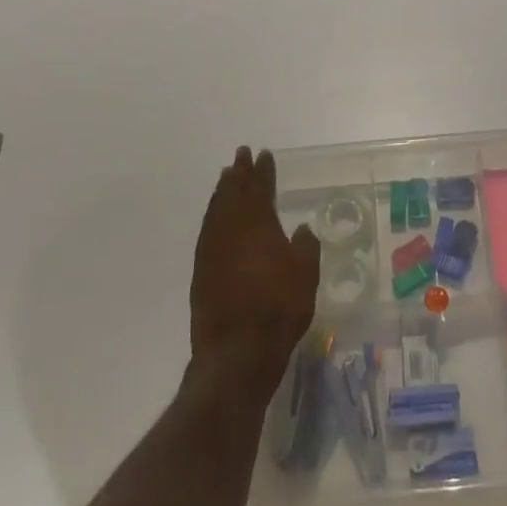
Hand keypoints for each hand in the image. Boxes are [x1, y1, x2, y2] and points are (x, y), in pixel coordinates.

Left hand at [190, 147, 320, 395]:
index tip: (263, 155)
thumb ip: (305, 247)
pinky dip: (213, 215)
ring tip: (226, 177)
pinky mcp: (201, 270)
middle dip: (239, 172)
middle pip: (233, 192)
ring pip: (216, 209)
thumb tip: (300, 229)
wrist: (236, 351)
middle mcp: (231, 229)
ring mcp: (212, 249)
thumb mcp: (306, 275)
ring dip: (222, 190)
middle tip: (241, 154)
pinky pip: (207, 229)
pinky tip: (216, 216)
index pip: (260, 188)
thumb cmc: (279, 308)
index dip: (263, 171)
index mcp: (258, 224)